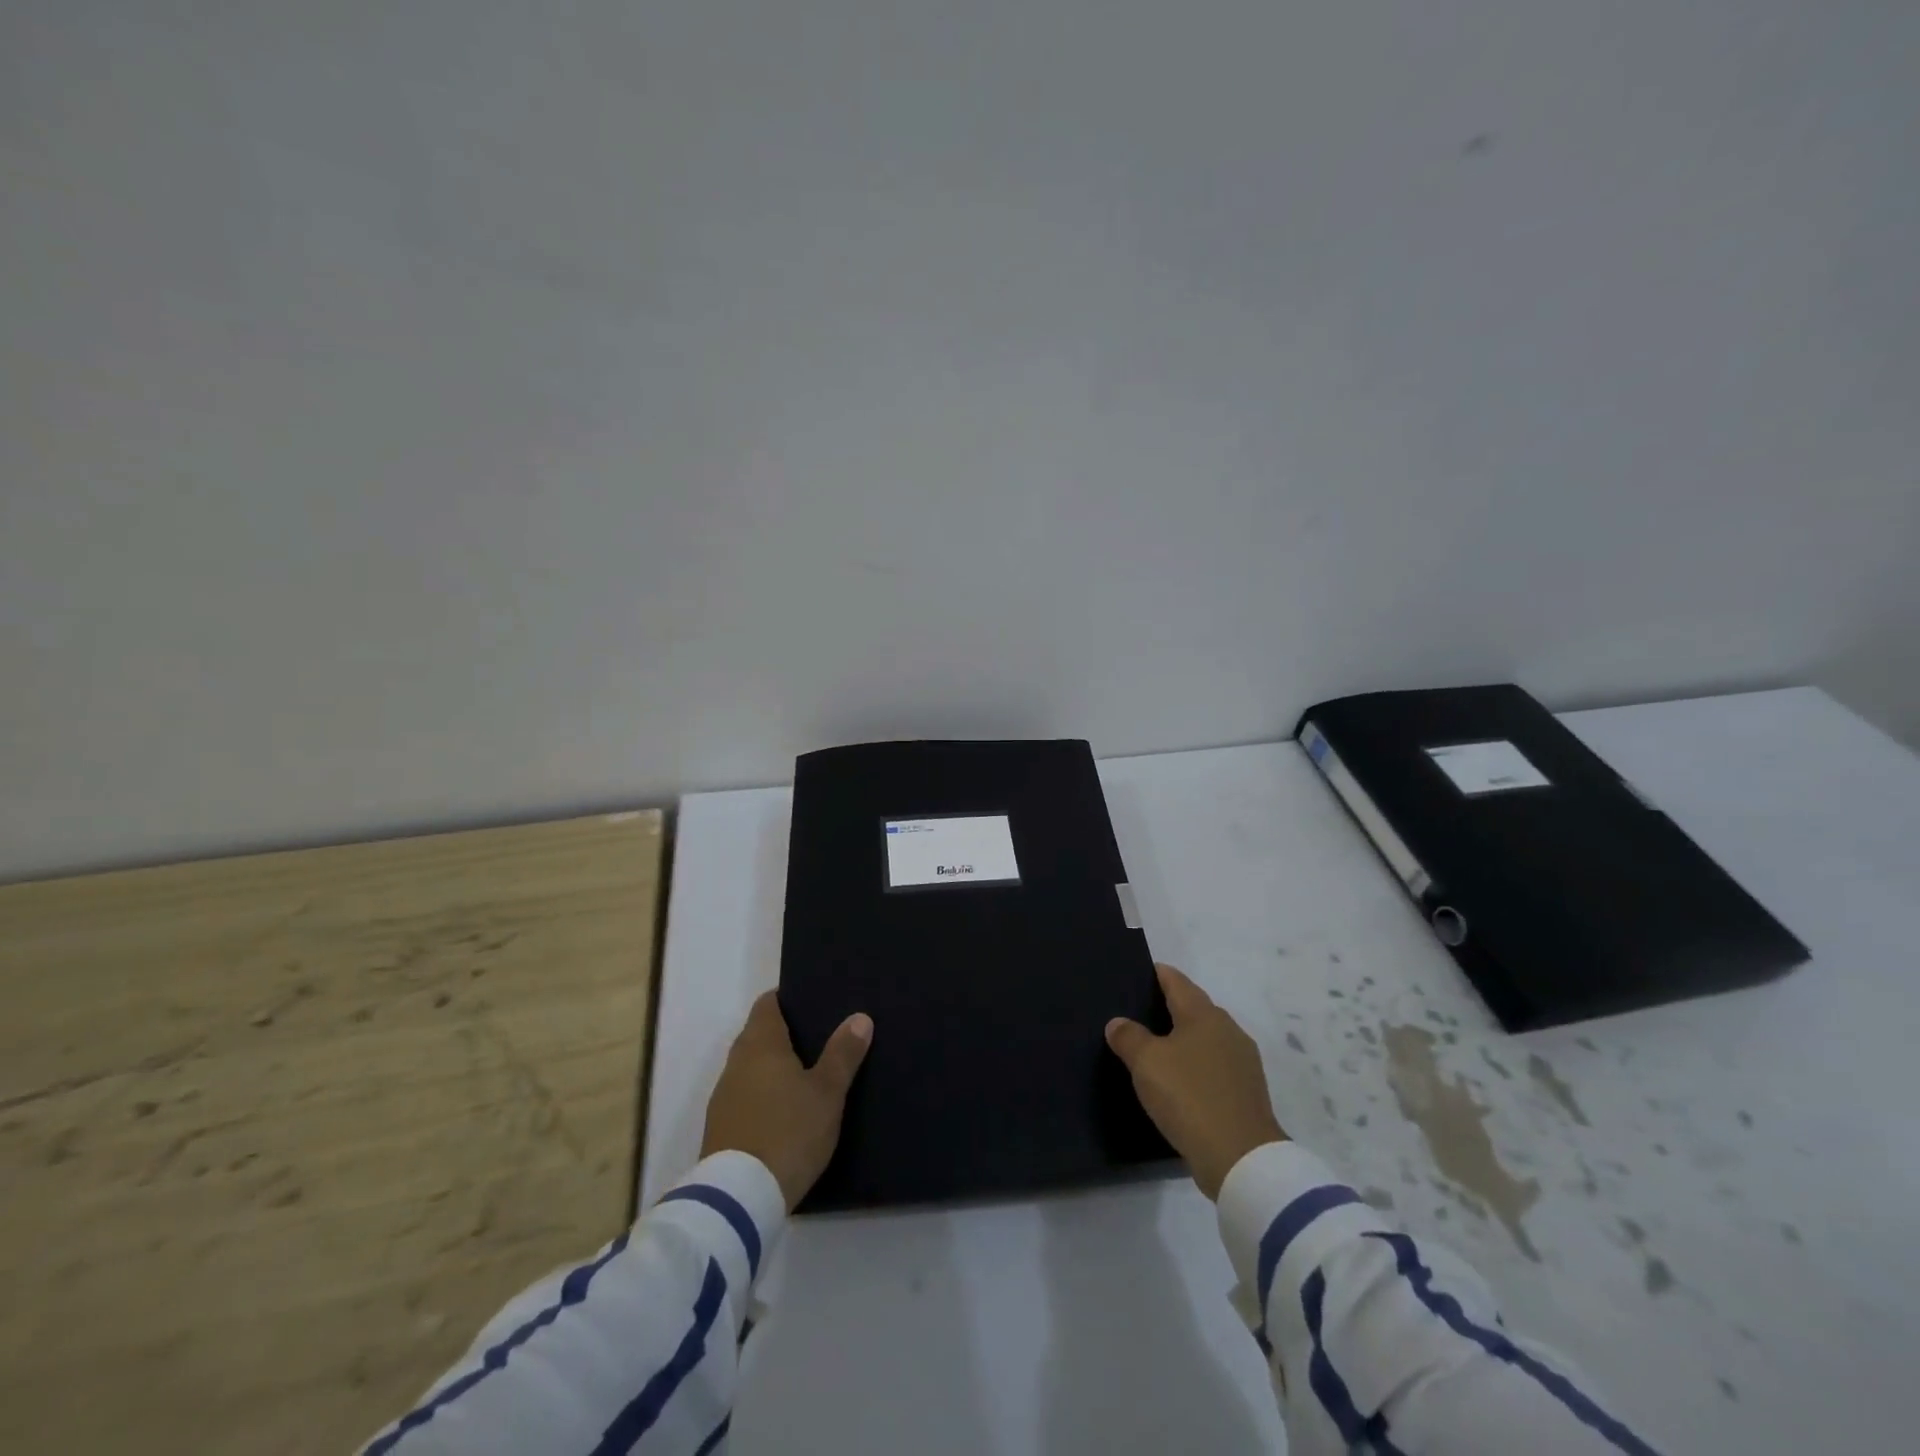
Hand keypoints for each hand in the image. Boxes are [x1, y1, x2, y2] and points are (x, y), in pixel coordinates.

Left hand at [701, 991, 873, 1210]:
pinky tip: (786, 1110)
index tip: (813, 1001)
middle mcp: (736, 1062)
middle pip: (759, 1034)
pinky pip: (745, 1096)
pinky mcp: (720, 1128)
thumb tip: (859, 1017)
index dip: (788, 999)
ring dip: (774, 1067)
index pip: (768, 1004)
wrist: (739, 1199)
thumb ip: (842, 1054)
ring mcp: (724, 1097)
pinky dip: (764, 1094)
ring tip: (808, 1074)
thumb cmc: (788, 1132)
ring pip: (751, 1067)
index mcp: (760, 1044)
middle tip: (821, 1037)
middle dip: (785, 1034)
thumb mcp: (826, 1093)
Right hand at [1105, 963, 1286, 1199]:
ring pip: (1205, 1038)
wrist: (1241, 1159)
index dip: (1157, 974)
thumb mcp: (1147, 1063)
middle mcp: (1228, 1030)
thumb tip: (1119, 1023)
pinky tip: (1178, 1080)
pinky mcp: (1246, 1092)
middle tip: (1138, 1012)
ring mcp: (1242, 1062)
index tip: (1138, 972)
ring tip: (1154, 1047)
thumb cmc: (1189, 1097)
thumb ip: (1129, 1037)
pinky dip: (1195, 1066)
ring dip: (1183, 1039)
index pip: (1177, 981)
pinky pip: (1213, 1066)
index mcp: (1204, 1015)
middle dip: (1169, 1007)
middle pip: (1194, 1008)